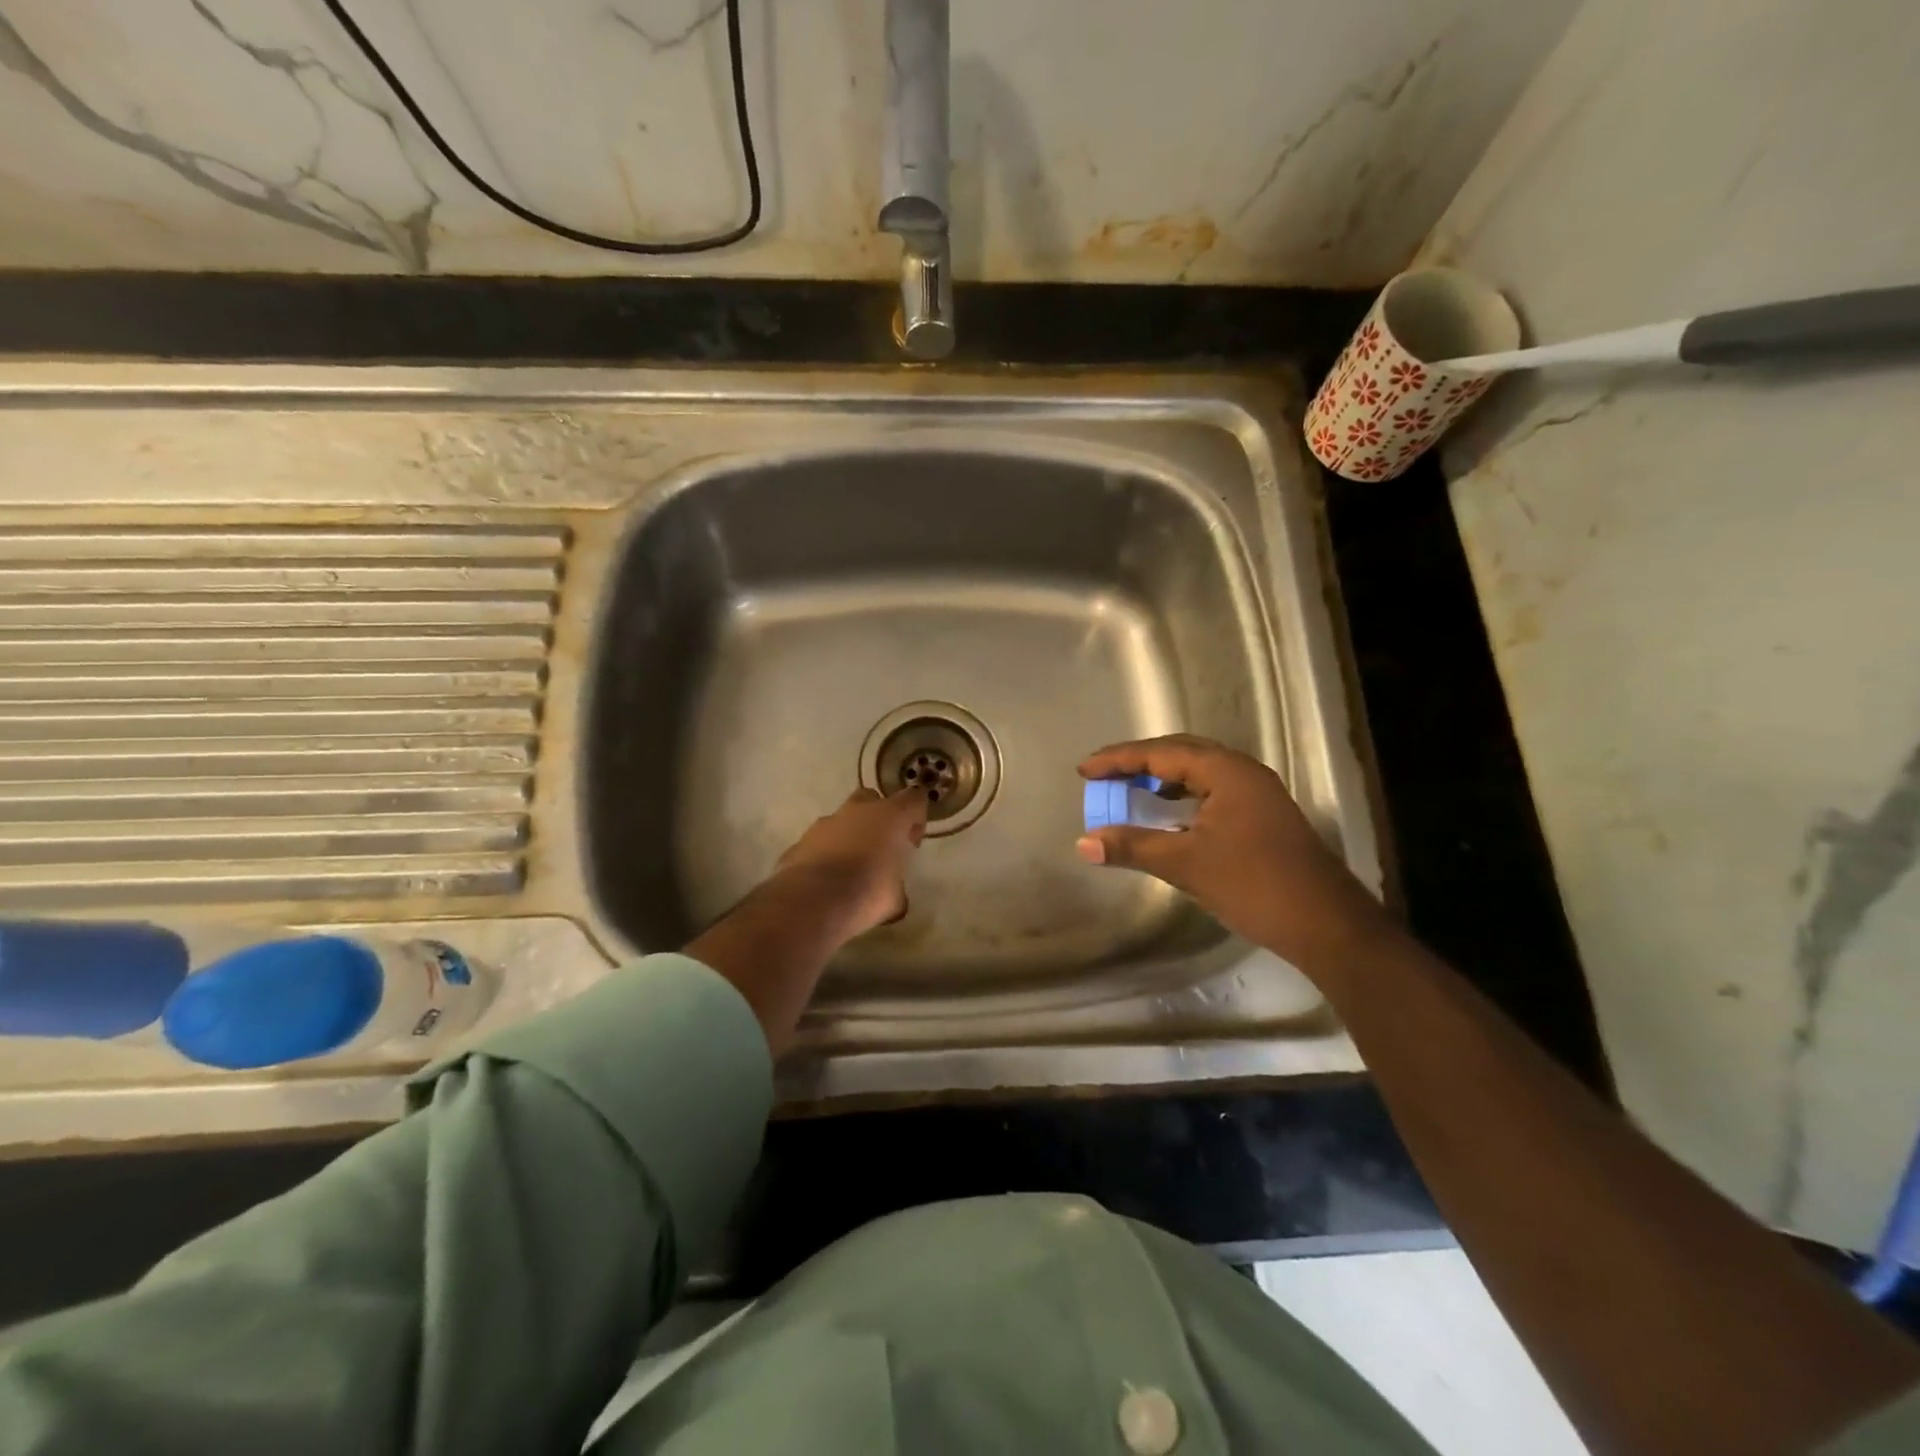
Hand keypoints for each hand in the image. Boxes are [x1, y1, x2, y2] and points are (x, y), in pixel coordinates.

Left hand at [773, 787, 928, 940]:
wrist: (813, 902)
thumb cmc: (867, 893)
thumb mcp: (895, 898)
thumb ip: (897, 886)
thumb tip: (895, 895)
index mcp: (891, 817)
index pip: (914, 799)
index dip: (916, 818)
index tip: (911, 842)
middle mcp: (858, 811)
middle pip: (873, 799)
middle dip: (878, 818)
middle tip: (881, 848)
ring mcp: (826, 822)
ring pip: (843, 820)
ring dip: (850, 836)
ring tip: (851, 869)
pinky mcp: (801, 840)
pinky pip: (820, 841)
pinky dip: (826, 854)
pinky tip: (826, 880)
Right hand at [1075, 735, 1388, 971]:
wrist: (1327, 926)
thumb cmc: (1254, 885)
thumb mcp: (1186, 864)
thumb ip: (1133, 846)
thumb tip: (1084, 843)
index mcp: (1226, 771)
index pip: (1161, 753)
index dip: (1117, 760)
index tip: (1083, 771)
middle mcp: (1243, 772)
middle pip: (1181, 753)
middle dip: (1138, 762)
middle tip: (1102, 775)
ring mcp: (1257, 793)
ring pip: (1198, 772)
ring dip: (1161, 778)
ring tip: (1127, 790)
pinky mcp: (1262, 816)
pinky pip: (1211, 791)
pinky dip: (1181, 797)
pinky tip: (1166, 816)